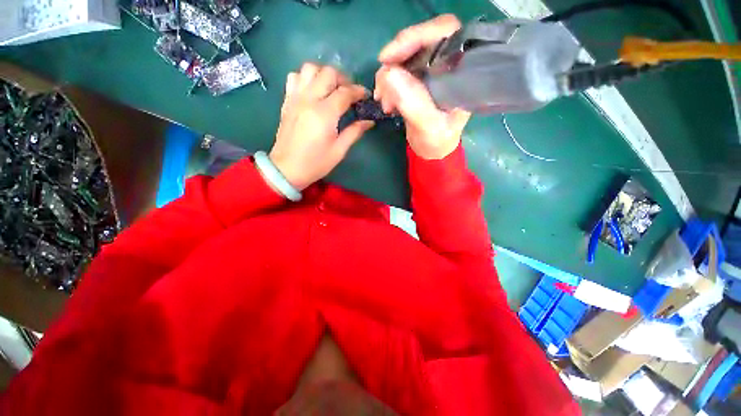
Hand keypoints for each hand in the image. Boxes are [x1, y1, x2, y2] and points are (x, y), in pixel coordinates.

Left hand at [269, 63, 373, 189]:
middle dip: (343, 79)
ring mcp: (295, 98)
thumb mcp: (339, 151)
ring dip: (324, 74)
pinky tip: (313, 91)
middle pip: (328, 73)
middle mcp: (309, 99)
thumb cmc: (316, 163)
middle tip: (349, 93)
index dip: (358, 91)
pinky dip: (306, 78)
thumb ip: (354, 132)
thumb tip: (369, 121)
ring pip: (309, 68)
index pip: (345, 92)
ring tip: (331, 88)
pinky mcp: (287, 101)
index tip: (366, 96)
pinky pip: (295, 77)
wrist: (287, 169)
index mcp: (324, 114)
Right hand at [374, 14, 470, 159]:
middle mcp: (449, 65)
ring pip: (406, 56)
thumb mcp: (429, 127)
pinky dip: (388, 83)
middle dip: (396, 60)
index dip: (417, 36)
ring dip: (388, 76)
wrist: (432, 150)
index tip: (389, 57)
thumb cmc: (437, 141)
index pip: (445, 33)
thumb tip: (388, 74)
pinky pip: (399, 70)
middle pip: (421, 41)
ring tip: (385, 102)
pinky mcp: (419, 79)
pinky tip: (386, 101)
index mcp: (462, 72)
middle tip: (381, 85)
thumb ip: (414, 104)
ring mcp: (433, 71)